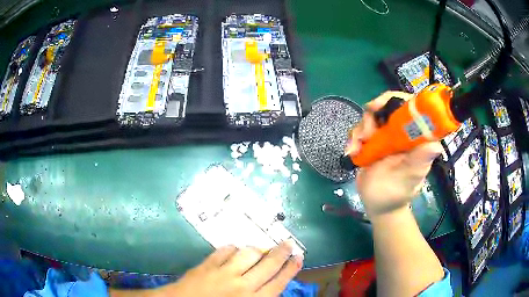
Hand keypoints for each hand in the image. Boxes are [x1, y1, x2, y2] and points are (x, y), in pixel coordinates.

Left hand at [155, 241, 302, 296]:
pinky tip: (234, 249)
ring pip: (248, 254)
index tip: (299, 257)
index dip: (290, 269)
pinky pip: (225, 250)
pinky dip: (232, 248)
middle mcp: (242, 285)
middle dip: (281, 252)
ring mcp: (224, 272)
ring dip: (256, 249)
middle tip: (288, 243)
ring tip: (260, 248)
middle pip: (268, 265)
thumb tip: (270, 288)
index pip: (278, 282)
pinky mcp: (208, 264)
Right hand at [347, 91, 442, 217]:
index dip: (394, 100)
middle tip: (367, 134)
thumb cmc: (396, 194)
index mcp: (415, 138)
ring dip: (361, 129)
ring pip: (371, 117)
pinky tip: (352, 152)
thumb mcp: (409, 179)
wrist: (378, 206)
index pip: (411, 107)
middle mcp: (402, 133)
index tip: (378, 107)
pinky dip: (354, 138)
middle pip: (387, 106)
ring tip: (356, 149)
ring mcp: (386, 136)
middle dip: (372, 116)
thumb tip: (436, 145)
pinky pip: (361, 129)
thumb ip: (419, 161)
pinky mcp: (373, 142)